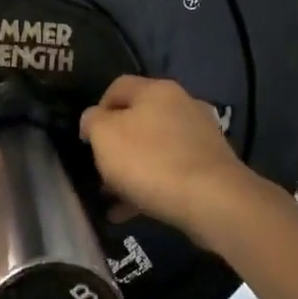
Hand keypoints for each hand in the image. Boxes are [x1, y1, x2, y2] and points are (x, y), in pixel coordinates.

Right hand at [80, 76, 252, 241]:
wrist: (211, 199)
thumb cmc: (149, 160)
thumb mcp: (105, 136)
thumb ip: (93, 122)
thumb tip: (94, 119)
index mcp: (156, 90)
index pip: (118, 87)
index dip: (97, 109)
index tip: (86, 138)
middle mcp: (182, 105)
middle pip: (138, 120)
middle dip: (115, 146)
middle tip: (99, 170)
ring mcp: (200, 136)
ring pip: (154, 149)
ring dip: (131, 170)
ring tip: (111, 197)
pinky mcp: (210, 166)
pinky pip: (170, 172)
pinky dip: (149, 187)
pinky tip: (129, 211)